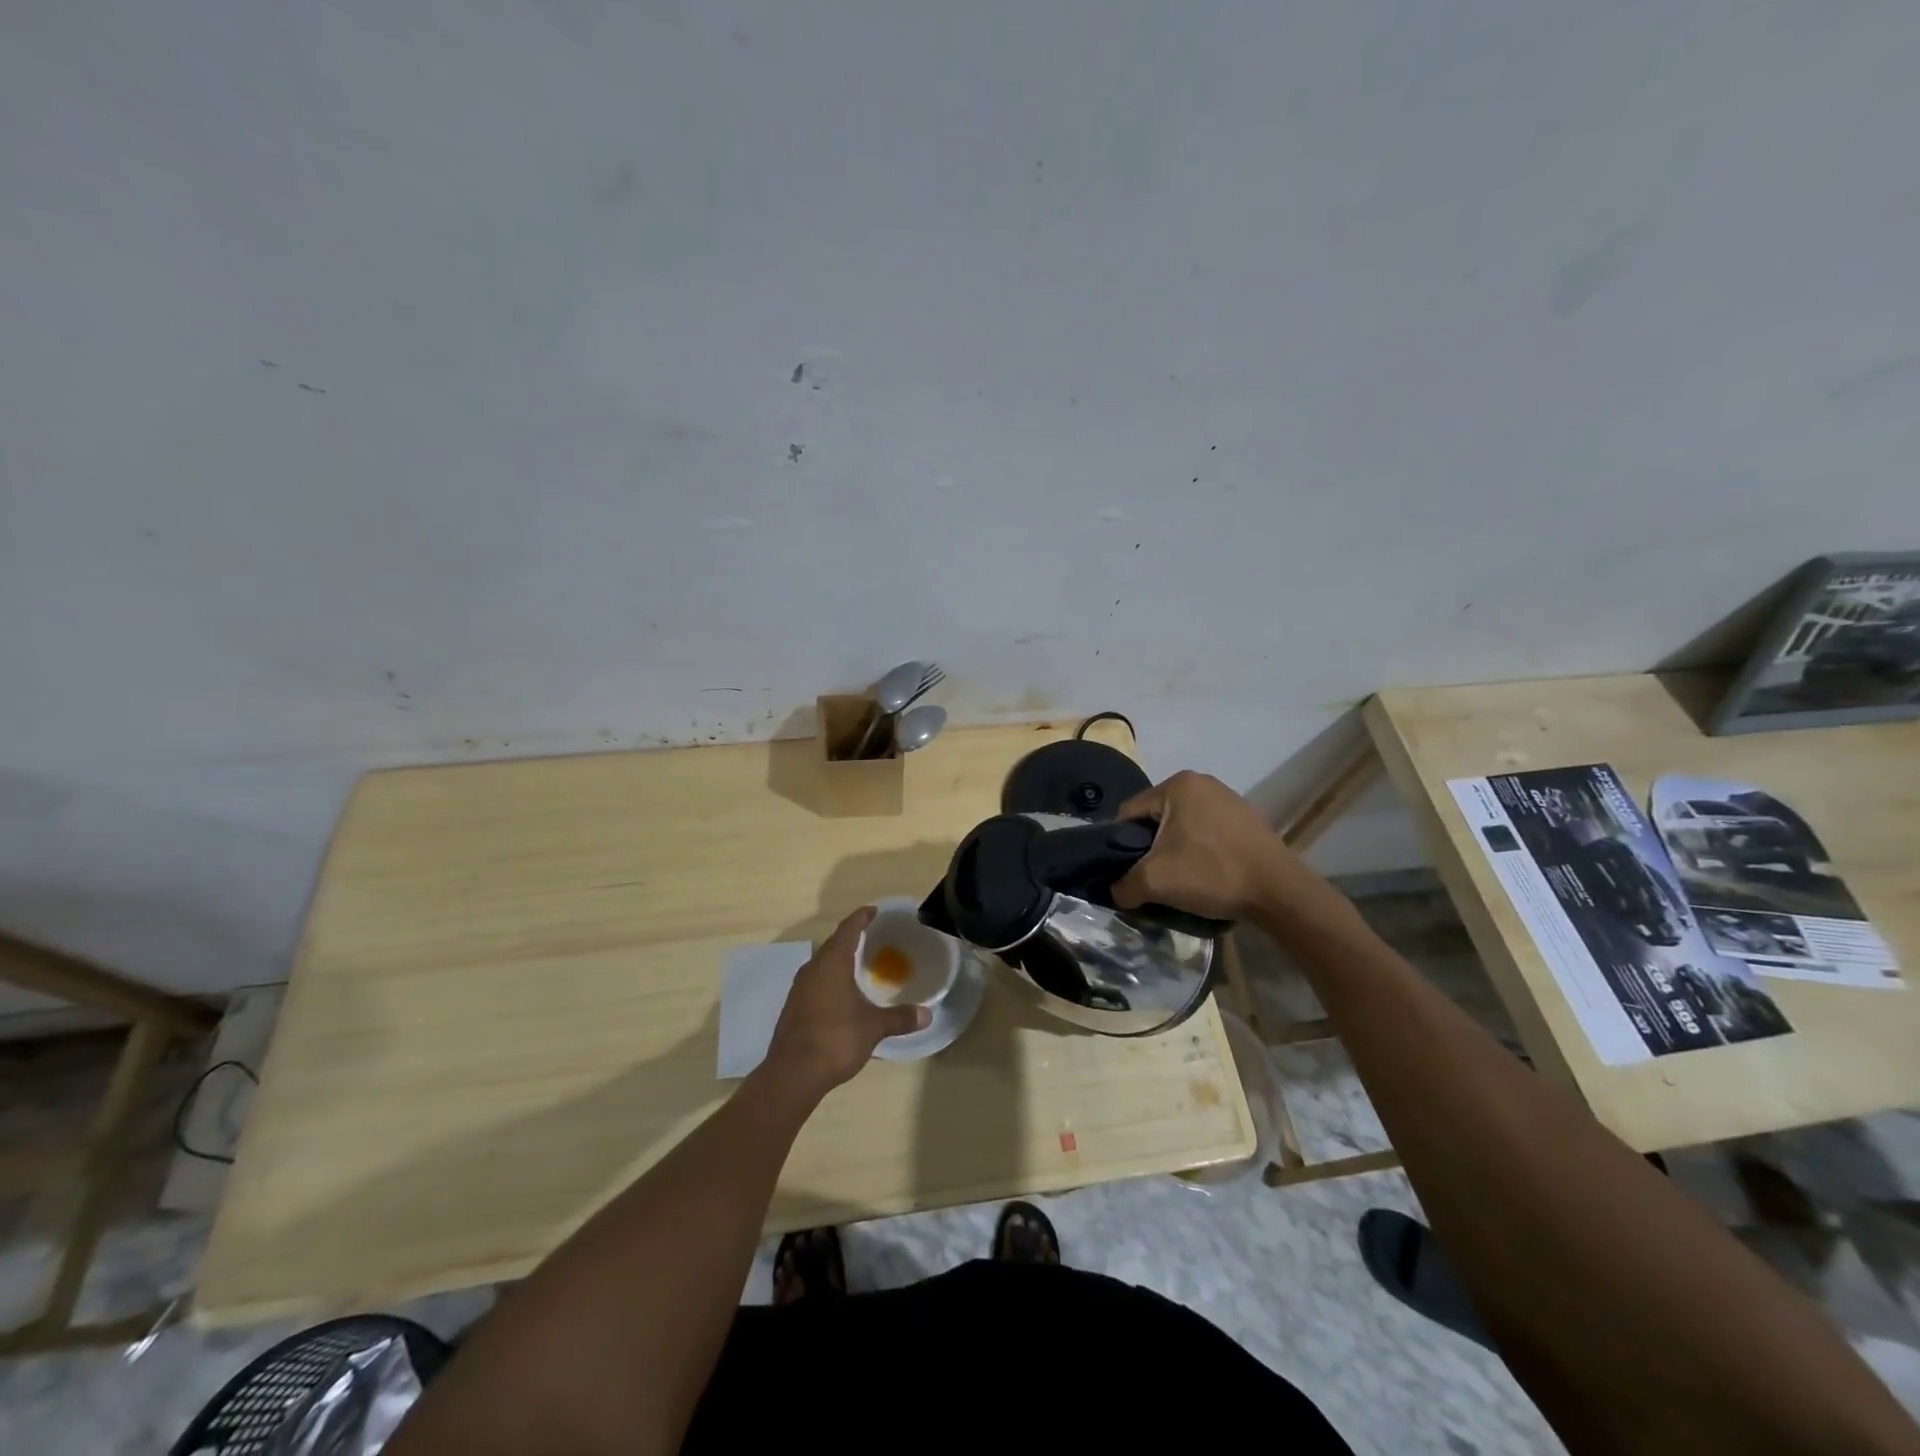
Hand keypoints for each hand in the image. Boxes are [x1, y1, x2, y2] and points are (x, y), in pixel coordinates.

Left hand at [765, 907, 929, 1095]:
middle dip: (851, 938)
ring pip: (822, 964)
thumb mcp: (873, 1027)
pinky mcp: (793, 1008)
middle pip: (833, 944)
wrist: (792, 1074)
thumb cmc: (836, 1039)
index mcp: (832, 962)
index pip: (848, 929)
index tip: (874, 911)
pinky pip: (815, 983)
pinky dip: (830, 980)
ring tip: (858, 964)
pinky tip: (841, 994)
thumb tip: (927, 1015)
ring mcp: (799, 989)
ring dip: (839, 960)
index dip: (862, 917)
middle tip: (872, 937)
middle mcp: (812, 969)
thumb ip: (899, 1018)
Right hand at [1112, 770, 1344, 924]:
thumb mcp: (1154, 881)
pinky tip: (1207, 875)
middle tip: (1154, 877)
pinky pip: (1208, 832)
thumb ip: (1123, 884)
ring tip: (1181, 879)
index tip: (1128, 871)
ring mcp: (1228, 798)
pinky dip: (1201, 851)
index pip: (1130, 813)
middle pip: (1157, 818)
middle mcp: (1202, 782)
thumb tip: (1116, 891)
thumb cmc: (1212, 873)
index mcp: (1178, 784)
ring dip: (1175, 850)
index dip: (1121, 844)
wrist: (1279, 892)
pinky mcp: (1247, 819)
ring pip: (1183, 827)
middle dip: (1151, 847)